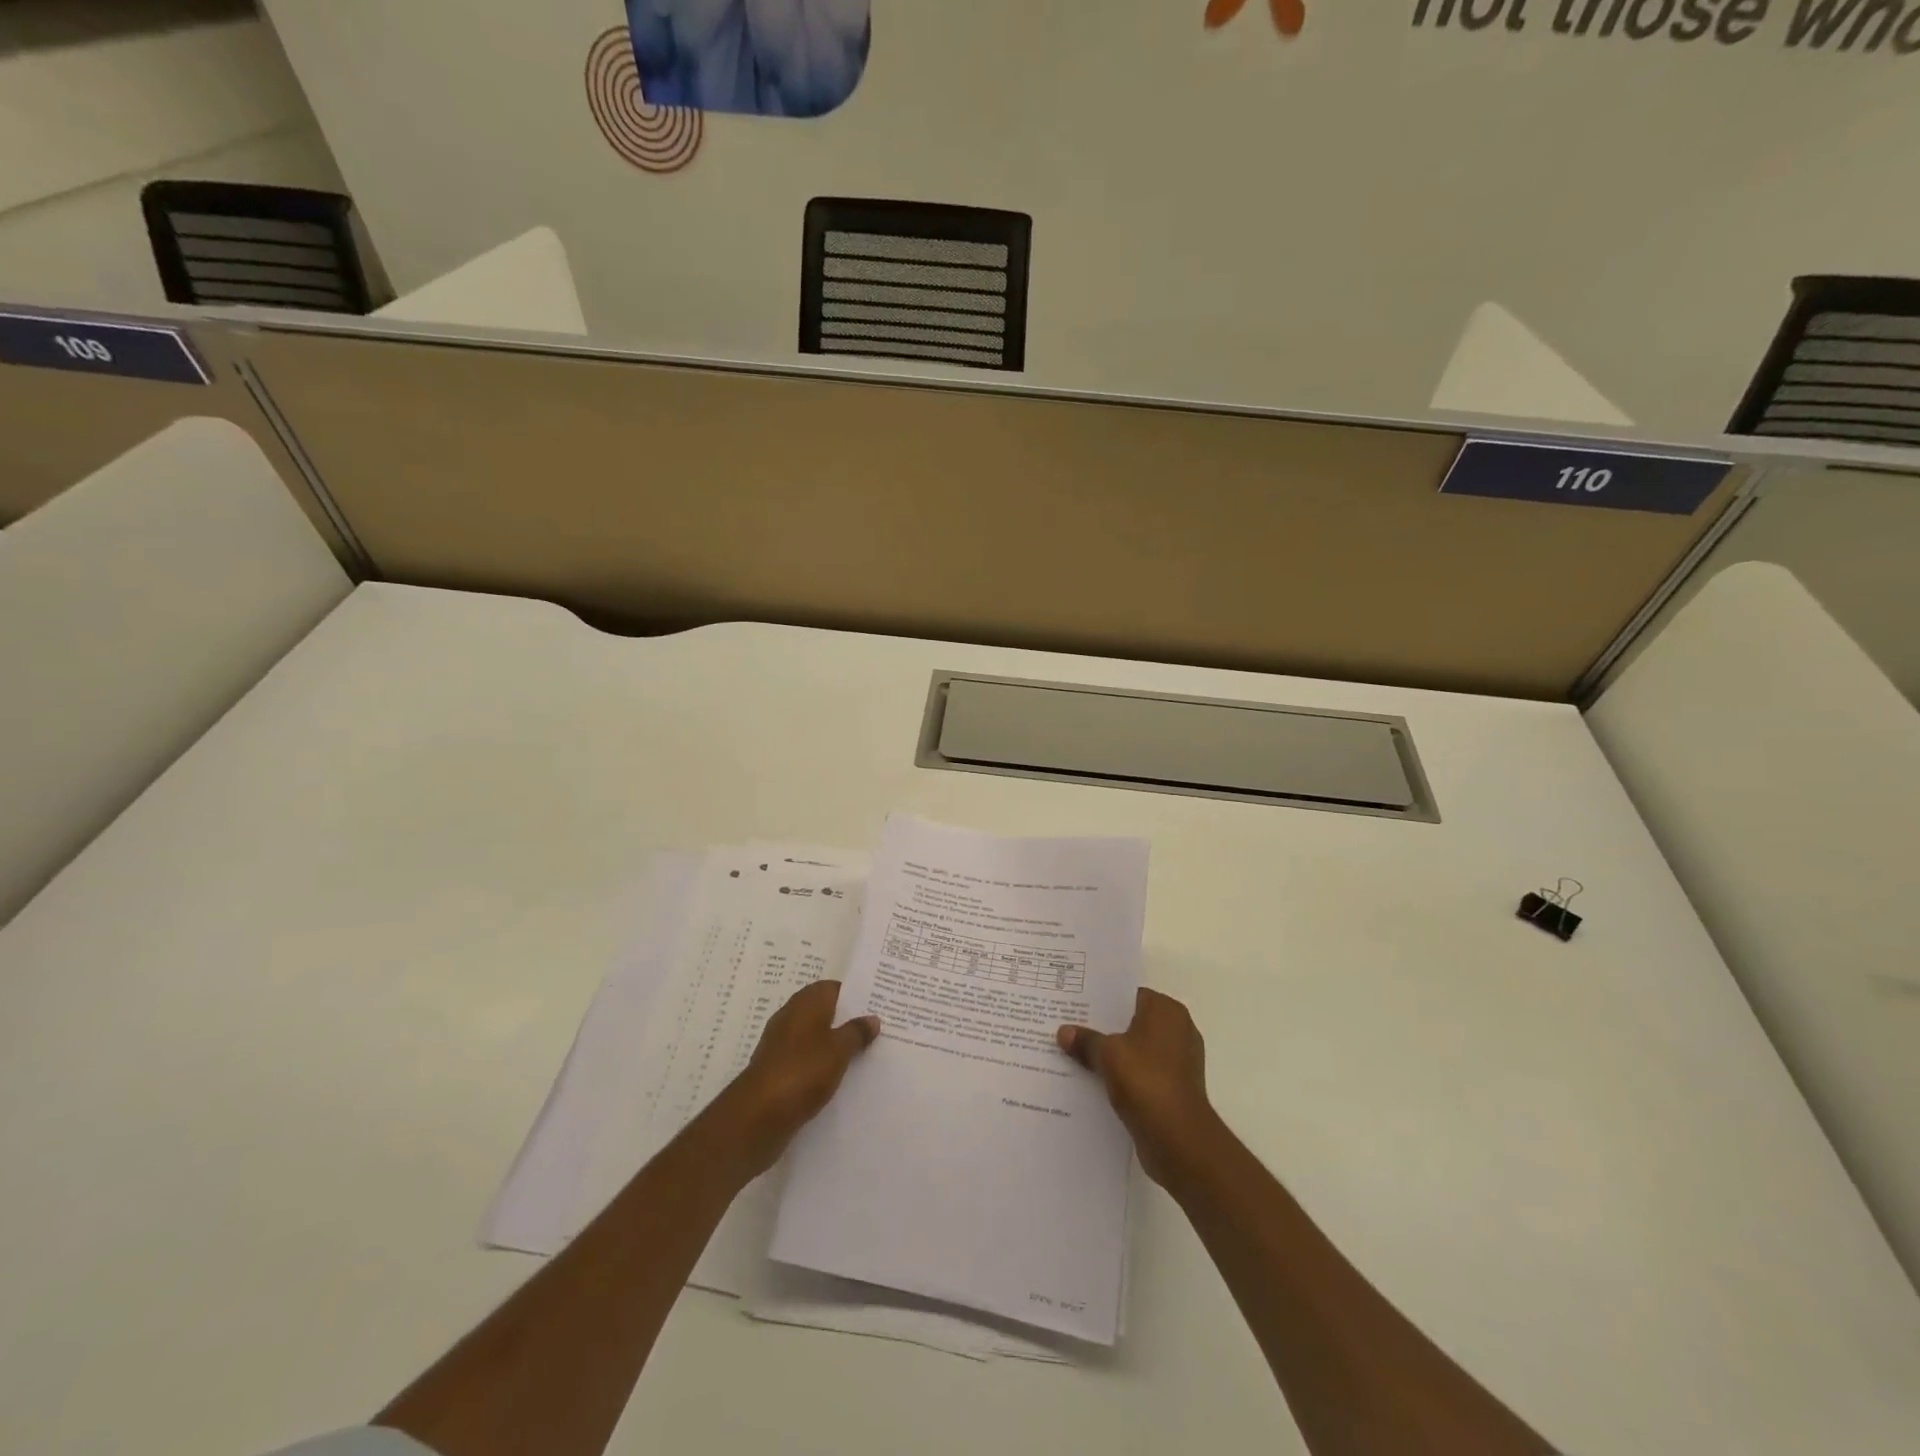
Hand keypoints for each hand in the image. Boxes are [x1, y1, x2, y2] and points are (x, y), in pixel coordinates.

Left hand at [717, 980, 879, 1177]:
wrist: (758, 1116)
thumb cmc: (802, 1071)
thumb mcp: (838, 1049)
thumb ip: (856, 1032)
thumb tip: (872, 1018)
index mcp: (806, 1003)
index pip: (834, 988)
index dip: (855, 994)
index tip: (878, 1004)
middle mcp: (791, 1018)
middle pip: (825, 1012)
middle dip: (848, 1020)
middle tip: (878, 1029)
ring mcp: (782, 1045)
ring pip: (816, 1037)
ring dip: (836, 1044)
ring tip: (866, 1054)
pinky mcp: (778, 1071)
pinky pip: (807, 1060)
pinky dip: (822, 1065)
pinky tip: (841, 1078)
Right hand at [1058, 988, 1217, 1187]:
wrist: (1178, 1139)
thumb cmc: (1146, 1081)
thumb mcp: (1107, 1054)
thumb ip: (1085, 1040)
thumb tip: (1064, 1032)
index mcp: (1167, 1011)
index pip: (1129, 995)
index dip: (1101, 1000)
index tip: (1075, 1003)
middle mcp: (1178, 1030)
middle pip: (1131, 1022)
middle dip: (1103, 1027)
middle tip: (1069, 1027)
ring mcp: (1178, 1061)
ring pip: (1135, 1049)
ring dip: (1112, 1054)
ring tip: (1075, 1054)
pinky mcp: (1174, 1088)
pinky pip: (1141, 1073)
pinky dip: (1123, 1076)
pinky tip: (1094, 1081)